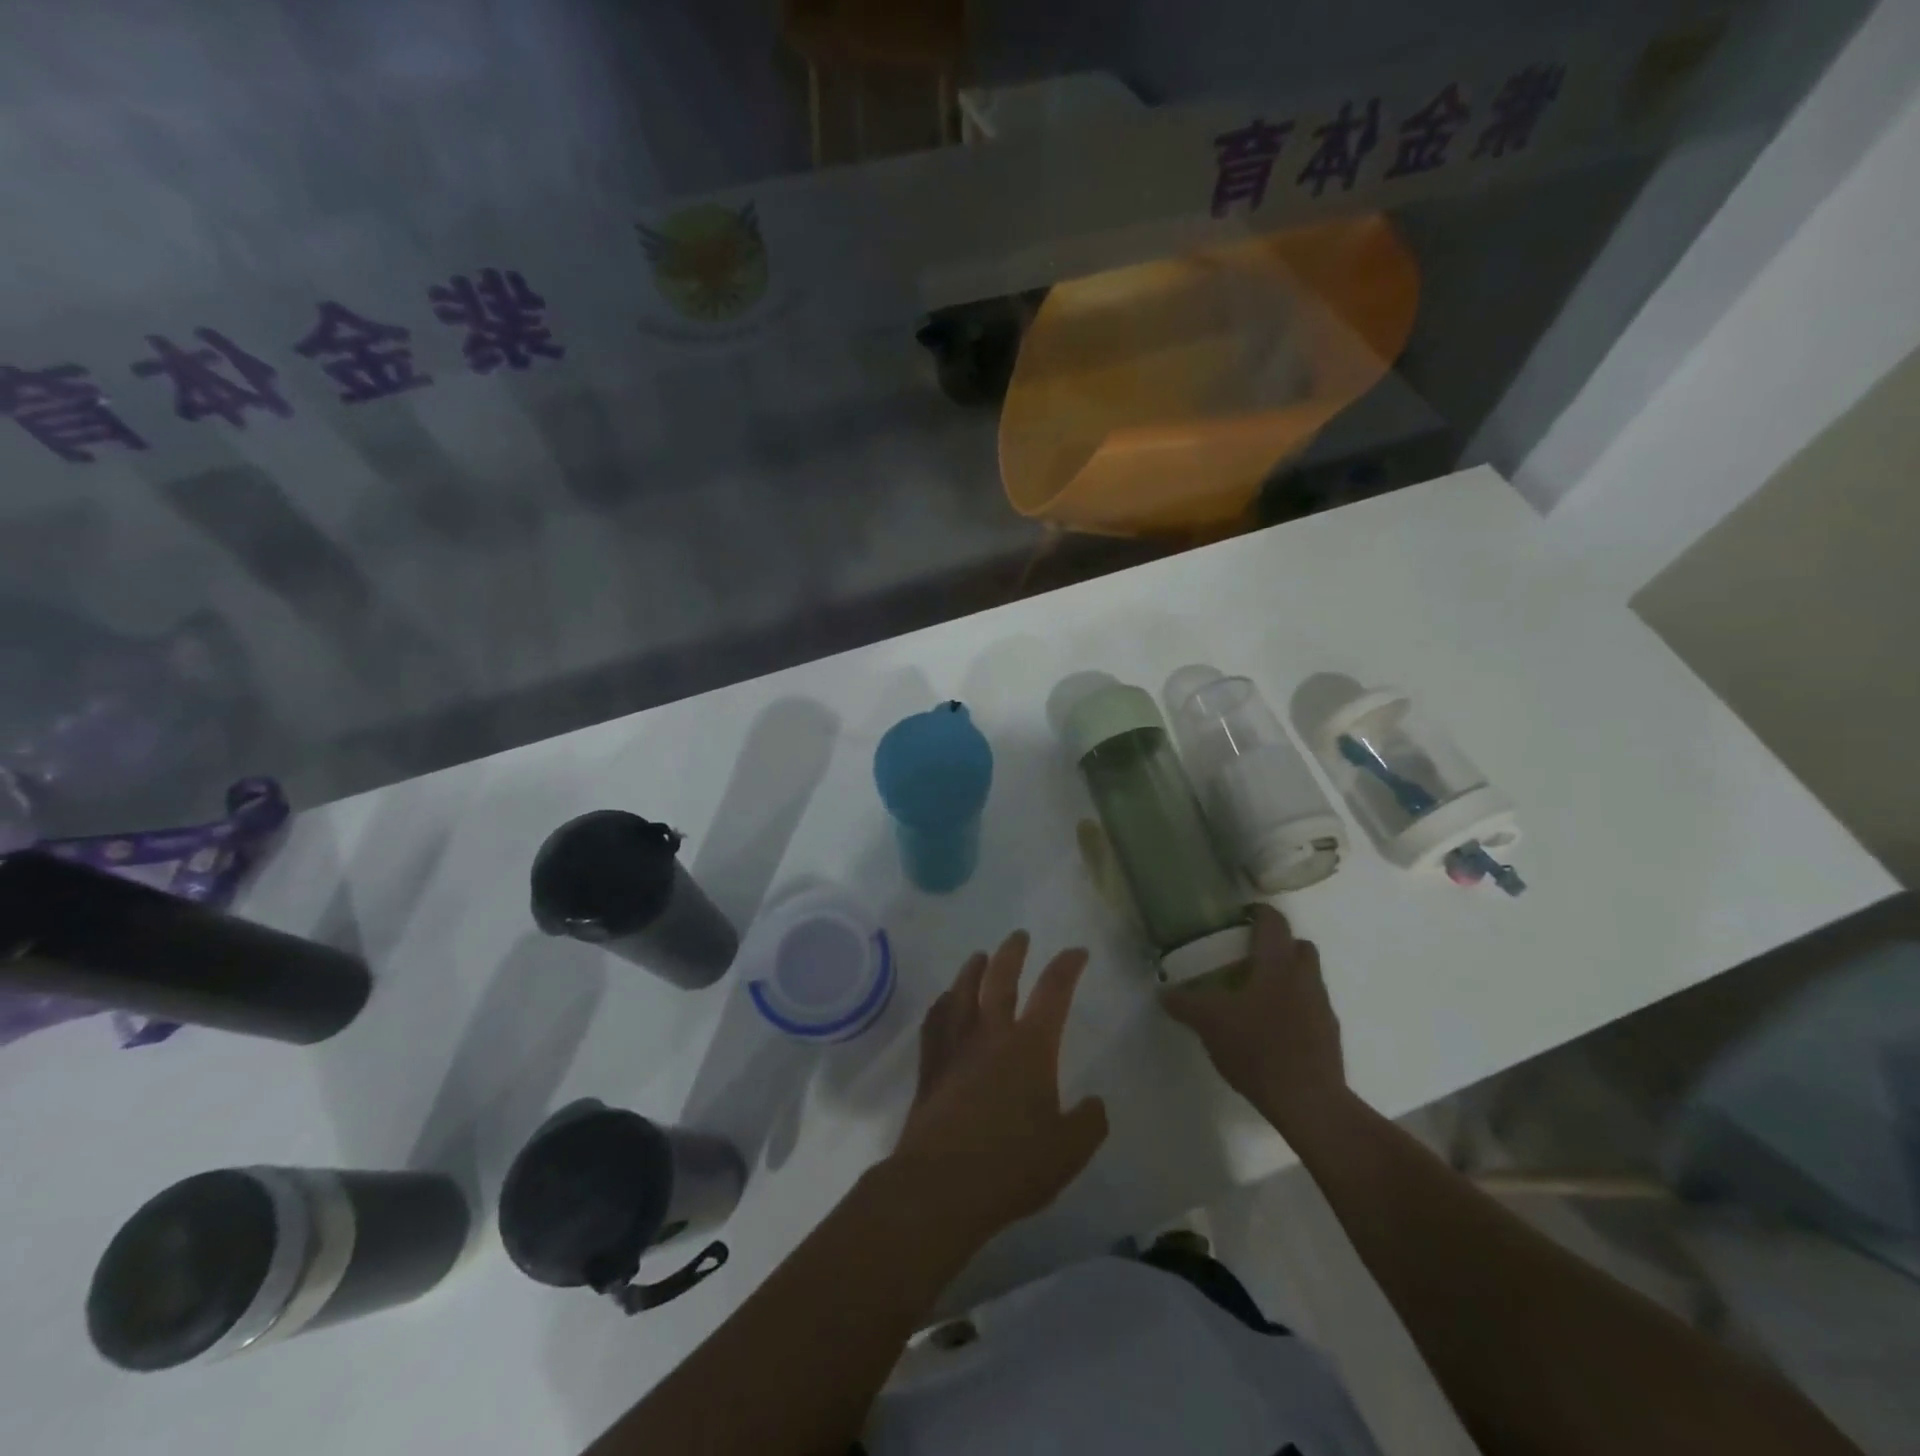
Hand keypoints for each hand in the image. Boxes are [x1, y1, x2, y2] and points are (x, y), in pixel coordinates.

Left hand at [889, 931, 1108, 1245]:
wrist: (942, 1184)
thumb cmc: (1011, 1166)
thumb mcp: (1068, 1152)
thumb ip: (1088, 1124)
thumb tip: (1095, 1104)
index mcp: (1030, 1047)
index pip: (1053, 992)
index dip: (1067, 967)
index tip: (1076, 952)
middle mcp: (991, 1034)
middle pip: (1000, 978)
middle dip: (1013, 953)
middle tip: (1019, 936)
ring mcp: (956, 1047)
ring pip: (962, 992)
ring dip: (972, 969)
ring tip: (979, 956)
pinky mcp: (930, 1066)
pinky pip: (935, 1022)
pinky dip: (942, 1005)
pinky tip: (944, 1002)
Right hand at [1162, 903, 1346, 1136]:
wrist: (1309, 1102)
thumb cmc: (1257, 1048)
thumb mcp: (1209, 1023)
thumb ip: (1185, 1003)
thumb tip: (1164, 992)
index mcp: (1278, 964)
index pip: (1273, 921)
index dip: (1257, 913)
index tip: (1237, 918)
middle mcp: (1305, 978)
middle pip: (1298, 946)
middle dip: (1277, 945)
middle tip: (1247, 957)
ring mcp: (1322, 1007)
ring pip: (1307, 977)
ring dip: (1286, 978)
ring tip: (1255, 996)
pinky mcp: (1329, 1036)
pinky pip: (1311, 1008)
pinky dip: (1293, 1009)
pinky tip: (1270, 1030)